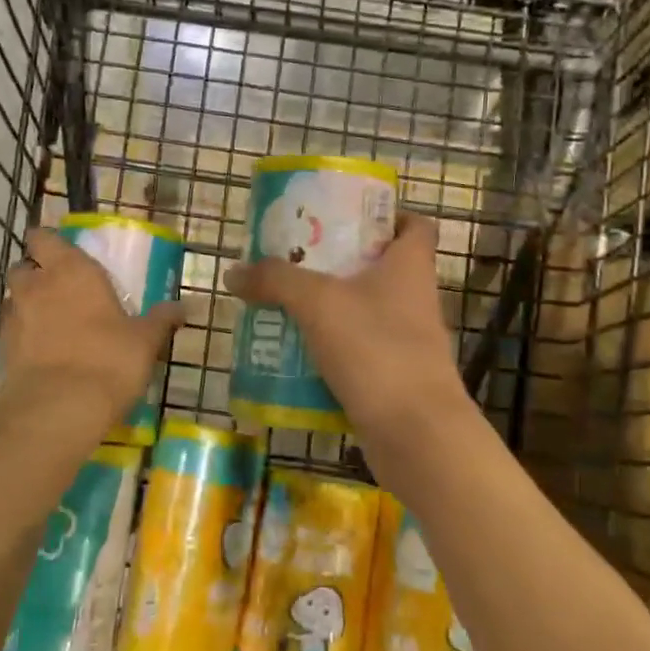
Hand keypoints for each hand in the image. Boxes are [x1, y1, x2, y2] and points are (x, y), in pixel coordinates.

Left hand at [0, 227, 182, 440]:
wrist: (58, 410)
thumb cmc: (108, 360)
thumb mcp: (145, 340)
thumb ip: (161, 320)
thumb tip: (184, 307)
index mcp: (71, 270)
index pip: (44, 237)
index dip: (49, 242)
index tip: (62, 252)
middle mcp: (37, 286)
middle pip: (23, 266)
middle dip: (36, 272)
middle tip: (60, 287)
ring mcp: (15, 318)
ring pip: (14, 298)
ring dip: (27, 303)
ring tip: (52, 320)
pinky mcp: (3, 350)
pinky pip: (12, 331)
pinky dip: (23, 334)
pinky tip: (44, 350)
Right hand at [224, 213, 468, 451]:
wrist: (415, 434)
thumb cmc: (376, 349)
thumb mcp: (318, 303)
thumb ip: (275, 280)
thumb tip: (234, 271)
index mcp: (410, 266)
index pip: (414, 225)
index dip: (388, 215)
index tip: (348, 217)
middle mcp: (414, 298)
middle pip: (381, 266)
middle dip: (339, 261)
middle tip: (296, 258)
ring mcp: (408, 340)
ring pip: (365, 310)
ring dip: (330, 306)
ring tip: (285, 302)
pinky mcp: (394, 376)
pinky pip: (358, 350)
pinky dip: (330, 348)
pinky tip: (294, 351)